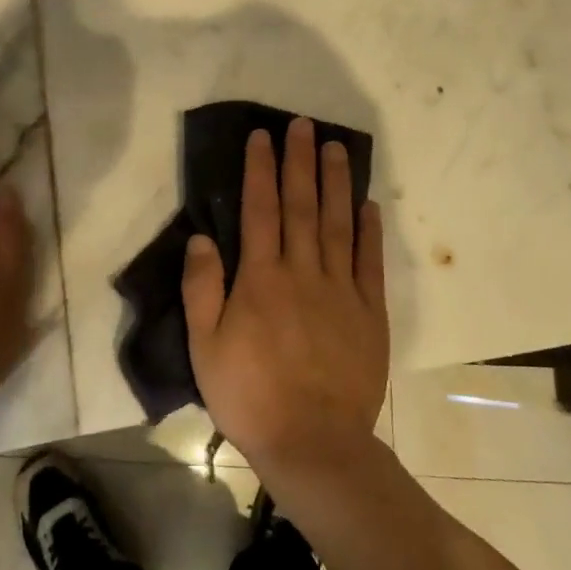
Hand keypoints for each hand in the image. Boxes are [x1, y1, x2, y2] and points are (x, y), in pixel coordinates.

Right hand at [182, 118, 388, 474]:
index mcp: (261, 279)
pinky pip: (369, 262)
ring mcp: (340, 290)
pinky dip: (369, 230)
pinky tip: (368, 204)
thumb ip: (201, 289)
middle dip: (300, 161)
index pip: (260, 210)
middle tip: (303, 125)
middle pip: (302, 205)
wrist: (314, 444)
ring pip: (337, 223)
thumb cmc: (250, 396)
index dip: (260, 169)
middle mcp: (302, 272)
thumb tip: (201, 238)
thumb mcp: (205, 348)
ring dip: (336, 182)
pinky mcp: (369, 312)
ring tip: (336, 147)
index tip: (263, 136)